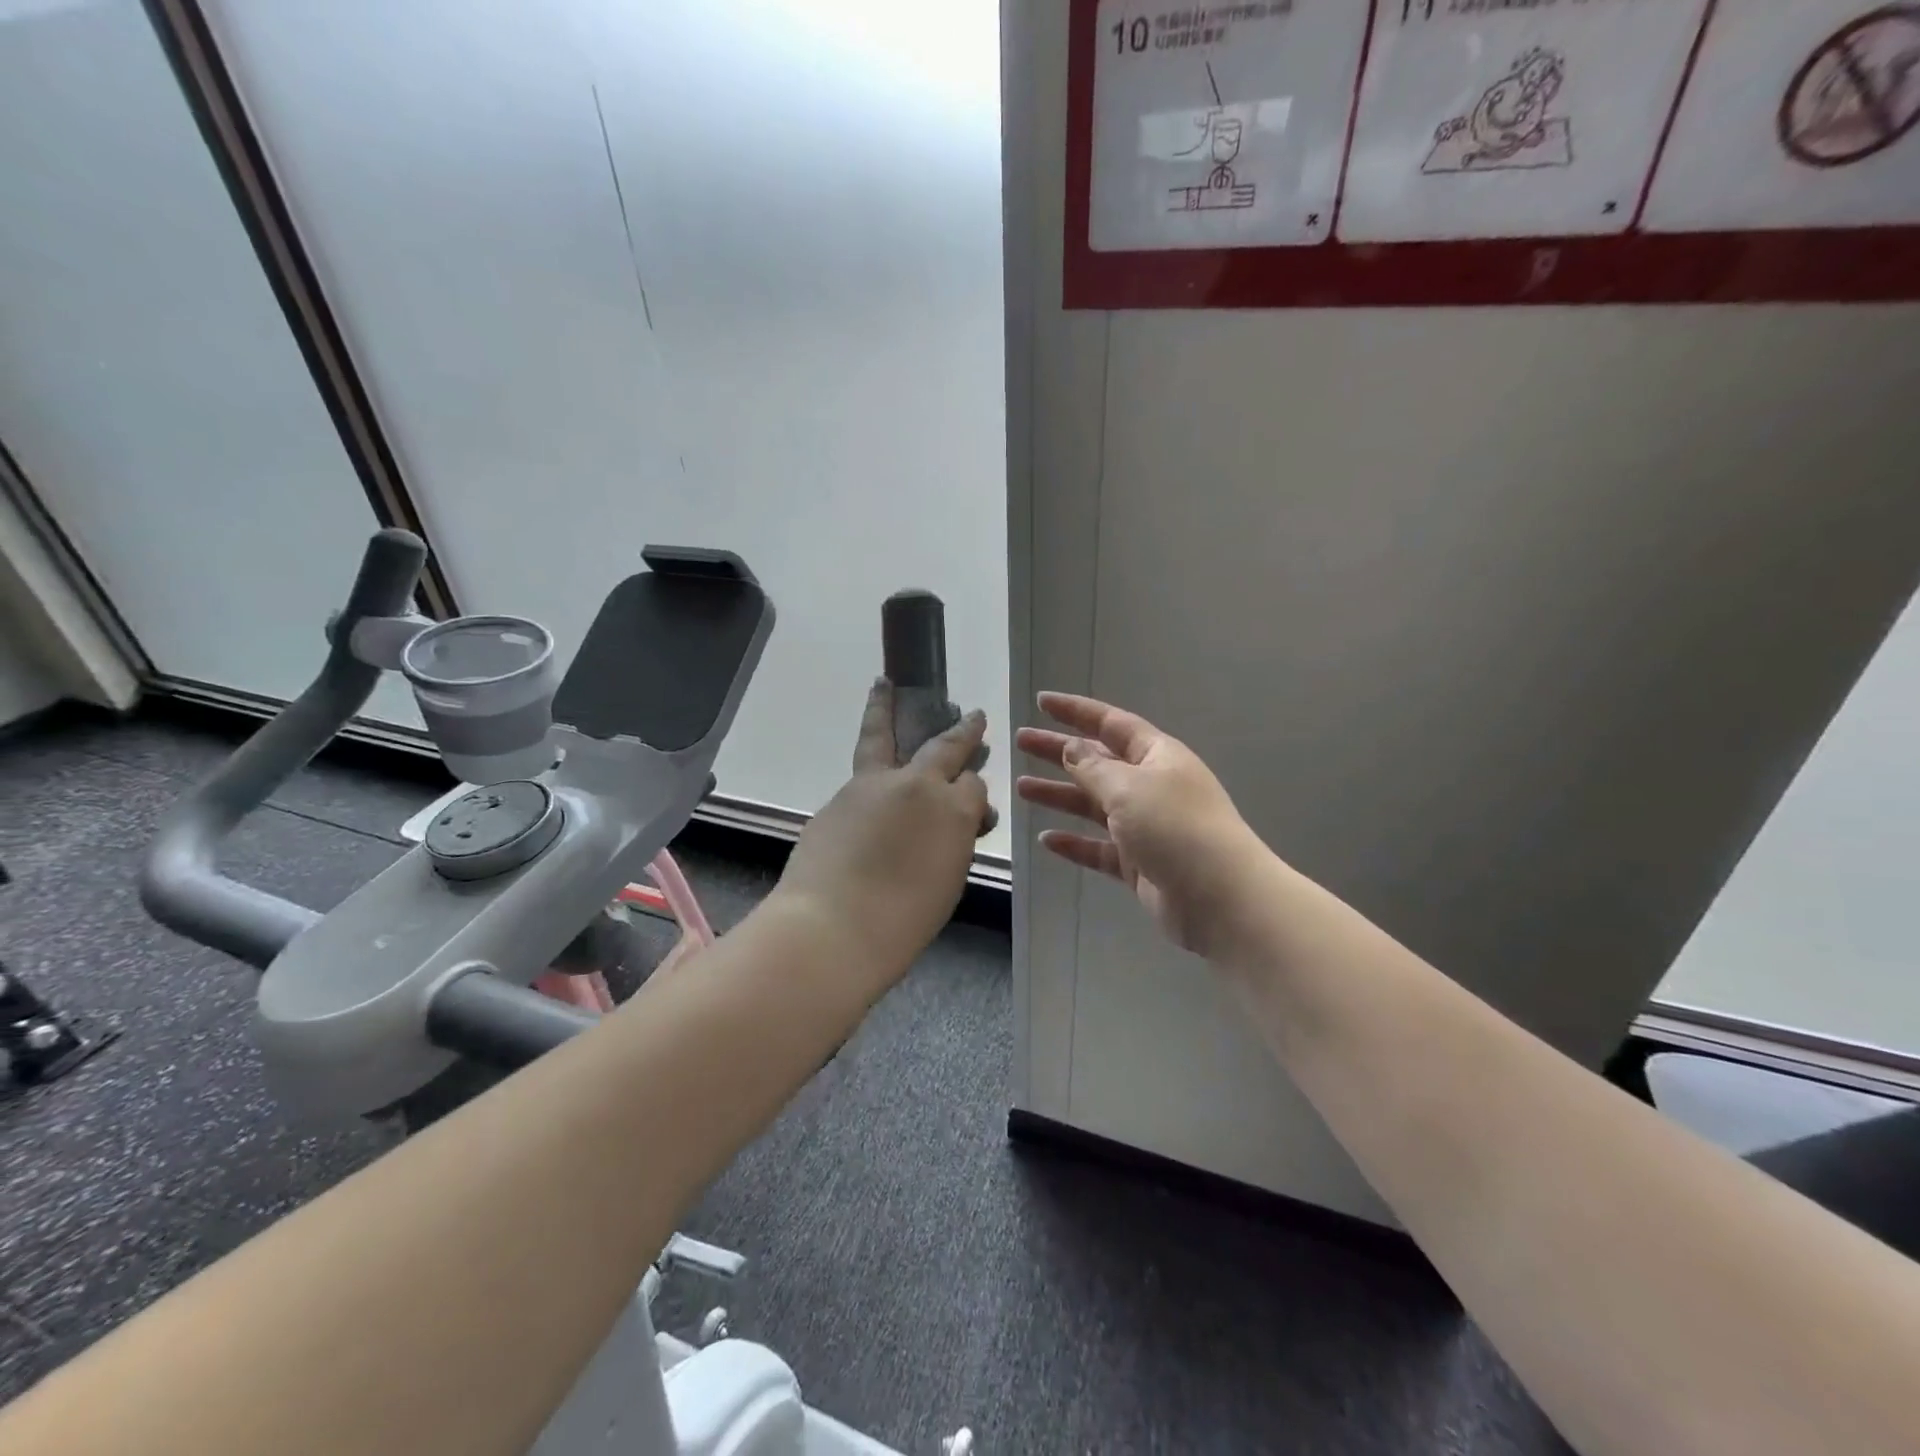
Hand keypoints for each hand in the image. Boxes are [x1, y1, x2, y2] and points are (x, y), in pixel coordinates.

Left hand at [775, 681, 992, 987]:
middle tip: (971, 714)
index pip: (973, 785)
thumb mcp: (946, 881)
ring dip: (885, 711)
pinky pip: (859, 778)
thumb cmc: (902, 921)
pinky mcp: (835, 799)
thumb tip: (947, 824)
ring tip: (883, 687)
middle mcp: (915, 786)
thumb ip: (951, 843)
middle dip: (961, 729)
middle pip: (943, 746)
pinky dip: (867, 772)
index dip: (974, 790)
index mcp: (952, 810)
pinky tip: (864, 784)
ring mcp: (870, 786)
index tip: (972, 793)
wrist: (831, 928)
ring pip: (880, 737)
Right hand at [1016, 692, 1268, 961]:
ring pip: (1094, 805)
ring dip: (1059, 794)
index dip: (1076, 711)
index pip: (1110, 723)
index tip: (1041, 702)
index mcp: (1157, 757)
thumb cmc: (1175, 828)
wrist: (1220, 898)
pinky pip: (1099, 848)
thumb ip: (1094, 768)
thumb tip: (1071, 748)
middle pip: (1097, 761)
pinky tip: (1046, 840)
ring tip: (1021, 788)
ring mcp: (1145, 827)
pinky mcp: (1139, 864)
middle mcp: (1151, 786)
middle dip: (1059, 751)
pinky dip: (1074, 843)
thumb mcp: (1129, 788)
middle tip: (1020, 741)